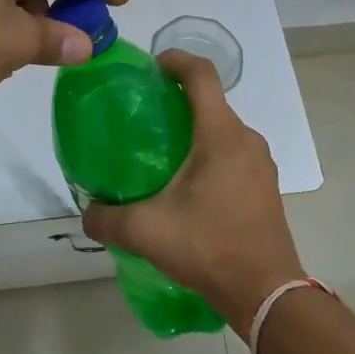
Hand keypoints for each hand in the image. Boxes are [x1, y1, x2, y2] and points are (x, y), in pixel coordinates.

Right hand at [81, 51, 305, 330]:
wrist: (267, 293)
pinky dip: (208, 153)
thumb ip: (107, 218)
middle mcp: (246, 140)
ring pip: (222, 129)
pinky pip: (233, 153)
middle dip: (177, 99)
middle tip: (142, 117)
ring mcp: (260, 164)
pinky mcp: (264, 186)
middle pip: (211, 101)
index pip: (202, 74)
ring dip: (193, 129)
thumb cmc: (209, 247)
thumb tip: (88, 212)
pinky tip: (186, 186)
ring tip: (160, 152)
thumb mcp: (146, 232)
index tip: (150, 68)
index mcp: (220, 135)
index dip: (175, 60)